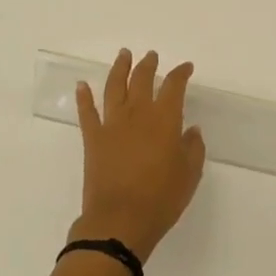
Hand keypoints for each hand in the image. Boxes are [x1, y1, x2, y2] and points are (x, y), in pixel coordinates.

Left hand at [70, 49, 206, 262]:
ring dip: (119, 68)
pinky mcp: (93, 138)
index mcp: (164, 119)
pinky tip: (82, 85)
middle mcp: (137, 113)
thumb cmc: (161, 199)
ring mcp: (112, 124)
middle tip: (151, 56)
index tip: (186, 68)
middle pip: (142, 79)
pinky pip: (87, 112)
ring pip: (114, 87)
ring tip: (124, 55)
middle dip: (148, 65)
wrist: (119, 221)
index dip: (180, 74)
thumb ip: (193, 148)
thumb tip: (191, 130)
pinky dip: (83, 96)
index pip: (174, 86)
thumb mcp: (189, 175)